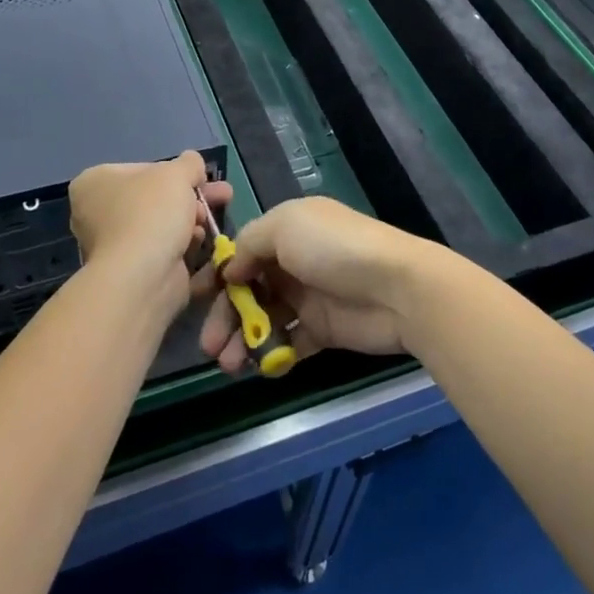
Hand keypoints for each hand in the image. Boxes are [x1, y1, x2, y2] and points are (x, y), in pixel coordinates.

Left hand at [68, 151, 231, 311]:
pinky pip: (164, 252)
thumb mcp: (177, 173)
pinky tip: (204, 245)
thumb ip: (189, 163)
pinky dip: (185, 247)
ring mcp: (113, 246)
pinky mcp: (131, 273)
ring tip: (211, 223)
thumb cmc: (151, 213)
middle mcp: (96, 213)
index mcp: (95, 183)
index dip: (177, 172)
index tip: (203, 179)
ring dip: (192, 222)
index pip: (144, 170)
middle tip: (224, 196)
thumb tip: (193, 164)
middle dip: (193, 198)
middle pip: (156, 199)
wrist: (142, 277)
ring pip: (163, 226)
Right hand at [198, 197, 435, 374]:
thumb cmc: (334, 249)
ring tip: (230, 365)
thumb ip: (250, 243)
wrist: (397, 287)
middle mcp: (295, 262)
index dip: (219, 276)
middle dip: (225, 317)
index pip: (243, 253)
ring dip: (243, 340)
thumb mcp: (285, 226)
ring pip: (264, 319)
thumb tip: (231, 269)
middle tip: (210, 347)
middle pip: (248, 290)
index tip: (197, 300)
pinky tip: (261, 367)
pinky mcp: (323, 330)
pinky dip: (272, 355)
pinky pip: (289, 343)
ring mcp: (309, 297)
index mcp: (287, 230)